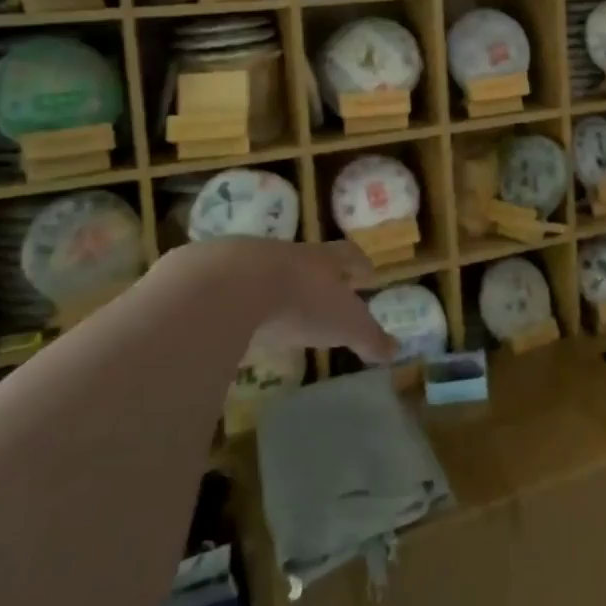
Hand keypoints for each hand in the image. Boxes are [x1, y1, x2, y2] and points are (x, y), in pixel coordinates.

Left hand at [160, 239, 397, 363]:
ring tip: (276, 309)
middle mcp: (286, 254)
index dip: (359, 263)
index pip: (348, 255)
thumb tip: (396, 351)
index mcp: (322, 260)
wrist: (231, 286)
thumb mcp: (344, 324)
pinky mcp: (209, 278)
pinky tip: (234, 321)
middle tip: (322, 292)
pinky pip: (229, 289)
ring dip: (274, 287)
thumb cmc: (301, 301)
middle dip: (315, 275)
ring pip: (266, 271)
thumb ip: (369, 338)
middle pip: (306, 260)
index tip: (368, 272)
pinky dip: (237, 303)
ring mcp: (245, 262)